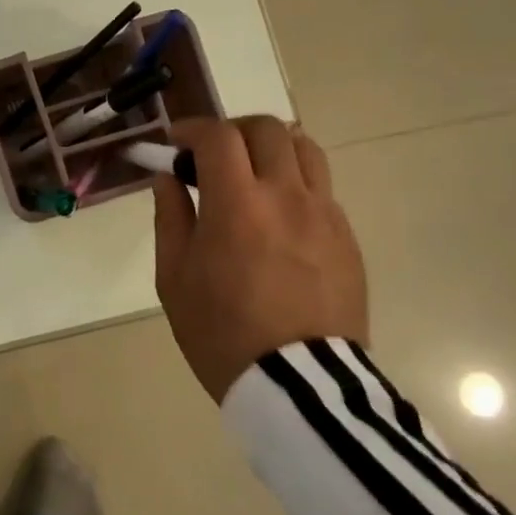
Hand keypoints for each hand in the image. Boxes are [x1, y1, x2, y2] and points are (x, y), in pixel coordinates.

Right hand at [152, 116, 368, 403]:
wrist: (299, 385)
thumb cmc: (221, 332)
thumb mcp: (174, 277)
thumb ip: (170, 216)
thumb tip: (168, 177)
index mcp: (237, 204)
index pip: (217, 136)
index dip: (192, 128)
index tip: (176, 142)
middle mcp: (286, 195)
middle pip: (266, 128)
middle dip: (233, 130)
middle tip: (212, 154)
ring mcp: (324, 214)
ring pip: (304, 148)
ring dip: (272, 147)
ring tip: (253, 172)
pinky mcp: (347, 236)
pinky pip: (322, 188)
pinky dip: (295, 182)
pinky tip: (279, 214)